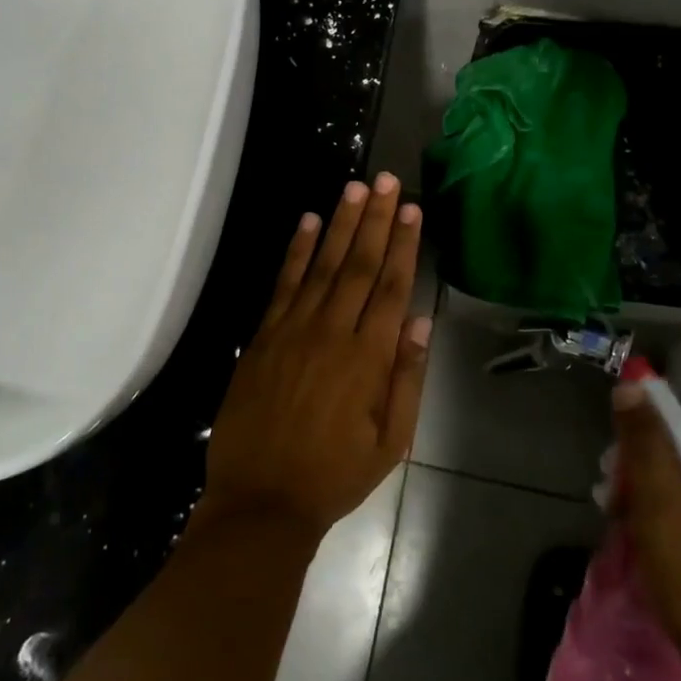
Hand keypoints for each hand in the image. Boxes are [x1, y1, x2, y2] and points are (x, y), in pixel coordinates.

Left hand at [200, 175, 430, 542]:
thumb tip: (419, 320)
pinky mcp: (264, 336)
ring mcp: (293, 330)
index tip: (411, 208)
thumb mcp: (390, 442)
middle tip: (385, 180)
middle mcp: (332, 332)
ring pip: (322, 265)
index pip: (391, 286)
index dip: (402, 244)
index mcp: (368, 358)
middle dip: (374, 219)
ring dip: (339, 224)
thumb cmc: (334, 475)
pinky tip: (306, 222)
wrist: (261, 501)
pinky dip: (295, 251)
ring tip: (353, 188)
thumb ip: (407, 379)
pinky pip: (283, 285)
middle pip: (358, 264)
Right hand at [611, 386, 680, 680]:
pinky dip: (673, 510)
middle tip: (612, 500)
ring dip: (654, 490)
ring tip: (624, 520)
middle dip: (644, 468)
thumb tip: (632, 386)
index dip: (641, 436)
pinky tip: (650, 533)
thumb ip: (648, 451)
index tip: (612, 469)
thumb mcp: (665, 519)